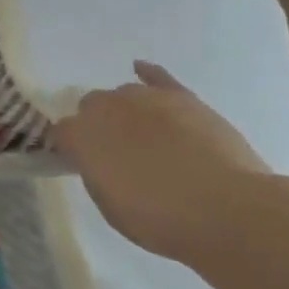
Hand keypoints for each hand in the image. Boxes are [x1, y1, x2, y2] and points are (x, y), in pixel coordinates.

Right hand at [51, 61, 277, 265]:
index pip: (62, 132)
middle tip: (113, 151)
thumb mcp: (109, 204)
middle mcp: (108, 108)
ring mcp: (147, 99)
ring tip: (139, 134)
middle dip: (97, 124)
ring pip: (124, 94)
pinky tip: (141, 69)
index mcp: (82, 136)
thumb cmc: (159, 218)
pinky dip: (149, 74)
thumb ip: (96, 173)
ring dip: (125, 110)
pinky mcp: (184, 98)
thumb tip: (98, 161)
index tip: (80, 163)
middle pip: (91, 106)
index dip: (70, 148)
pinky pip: (159, 77)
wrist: (227, 209)